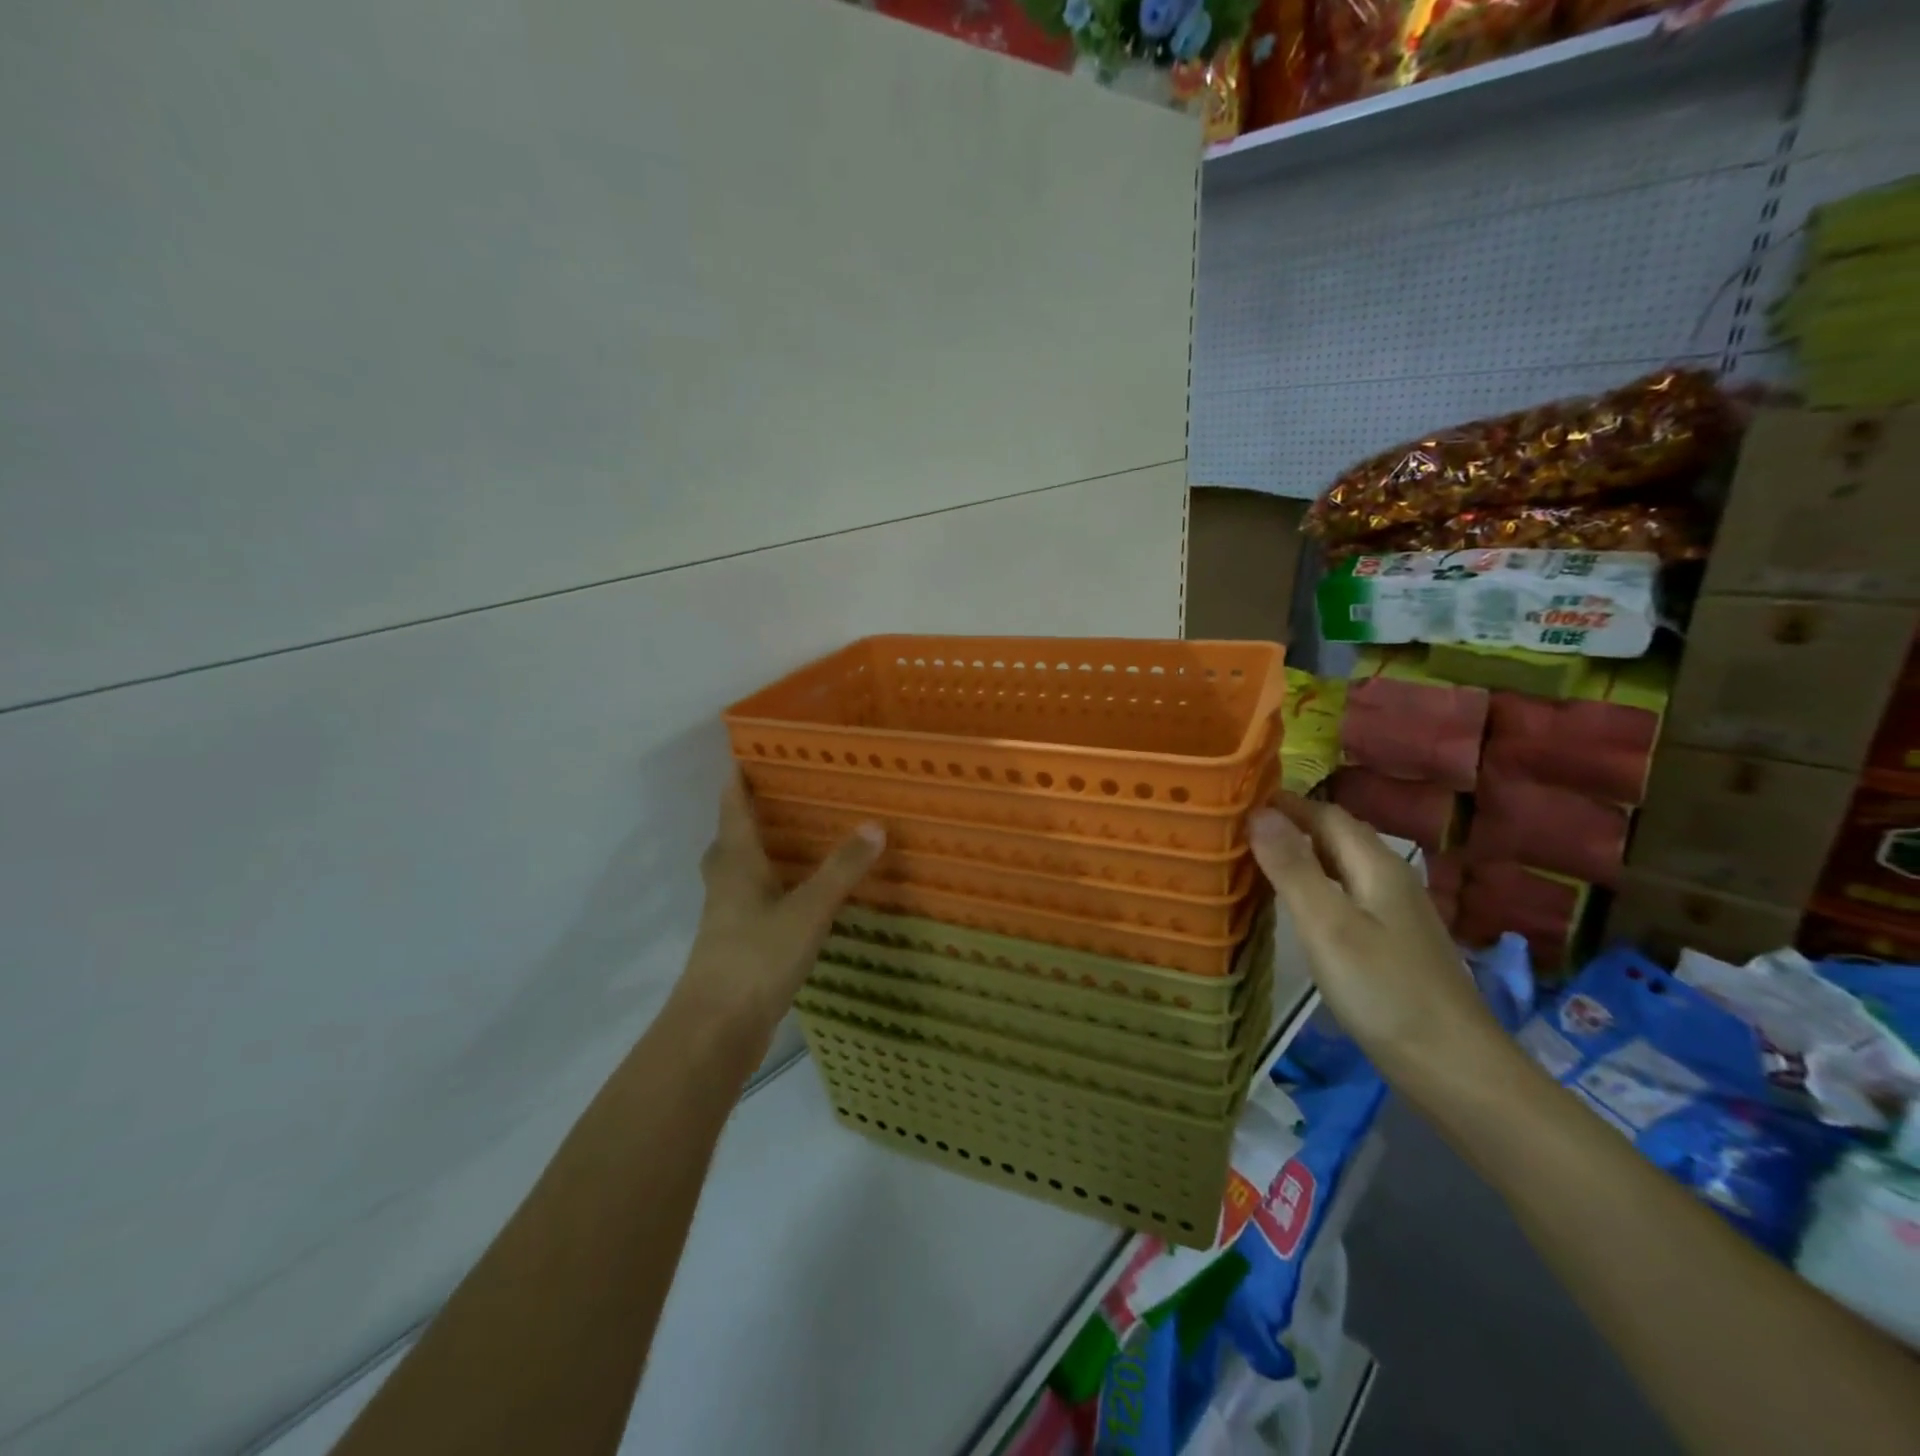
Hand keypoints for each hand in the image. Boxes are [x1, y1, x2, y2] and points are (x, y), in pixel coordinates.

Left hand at [678, 772, 884, 1034]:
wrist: (717, 1028)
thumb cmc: (757, 956)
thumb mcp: (808, 910)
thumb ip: (841, 869)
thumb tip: (875, 825)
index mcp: (736, 863)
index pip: (733, 810)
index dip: (736, 781)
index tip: (742, 753)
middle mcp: (725, 883)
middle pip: (728, 840)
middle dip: (744, 817)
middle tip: (774, 797)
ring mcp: (725, 917)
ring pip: (736, 873)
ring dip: (755, 854)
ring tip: (789, 841)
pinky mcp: (734, 946)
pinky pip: (748, 902)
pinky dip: (766, 888)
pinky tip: (792, 898)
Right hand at [1248, 796, 1503, 1083]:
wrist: (1455, 1069)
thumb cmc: (1384, 991)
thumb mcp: (1327, 925)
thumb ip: (1292, 867)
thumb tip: (1258, 811)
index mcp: (1377, 866)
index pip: (1326, 814)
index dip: (1285, 803)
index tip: (1237, 799)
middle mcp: (1391, 880)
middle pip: (1337, 837)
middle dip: (1291, 825)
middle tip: (1238, 829)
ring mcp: (1397, 915)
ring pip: (1342, 867)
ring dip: (1302, 856)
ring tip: (1256, 861)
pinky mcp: (1394, 945)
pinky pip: (1347, 896)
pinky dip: (1316, 887)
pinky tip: (1298, 909)